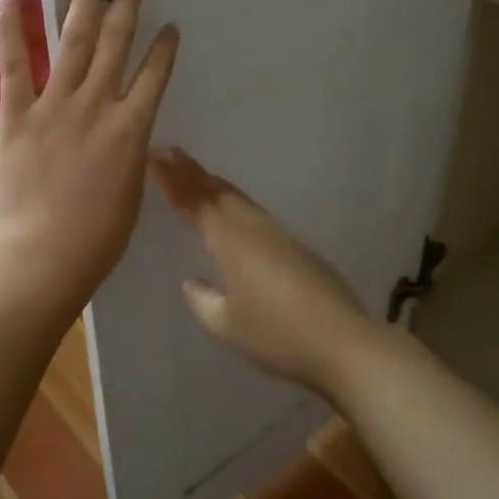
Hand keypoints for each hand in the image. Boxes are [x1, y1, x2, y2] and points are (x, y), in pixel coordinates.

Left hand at [0, 0, 178, 315]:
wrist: (45, 257)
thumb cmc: (99, 237)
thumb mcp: (133, 190)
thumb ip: (132, 152)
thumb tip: (130, 132)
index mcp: (132, 128)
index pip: (154, 74)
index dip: (163, 46)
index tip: (169, 23)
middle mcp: (98, 104)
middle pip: (115, 40)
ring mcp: (55, 105)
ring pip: (73, 39)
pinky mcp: (16, 114)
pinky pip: (14, 65)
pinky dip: (10, 28)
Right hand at [150, 147, 378, 395]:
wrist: (343, 342)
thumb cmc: (277, 334)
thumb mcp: (227, 325)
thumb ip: (204, 302)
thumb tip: (193, 282)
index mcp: (231, 240)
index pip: (195, 200)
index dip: (173, 178)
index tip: (155, 155)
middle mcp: (254, 228)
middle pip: (218, 191)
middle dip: (192, 173)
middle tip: (169, 155)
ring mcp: (280, 236)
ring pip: (239, 201)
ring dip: (215, 187)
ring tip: (197, 179)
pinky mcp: (298, 249)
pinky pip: (255, 216)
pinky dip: (235, 206)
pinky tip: (234, 217)